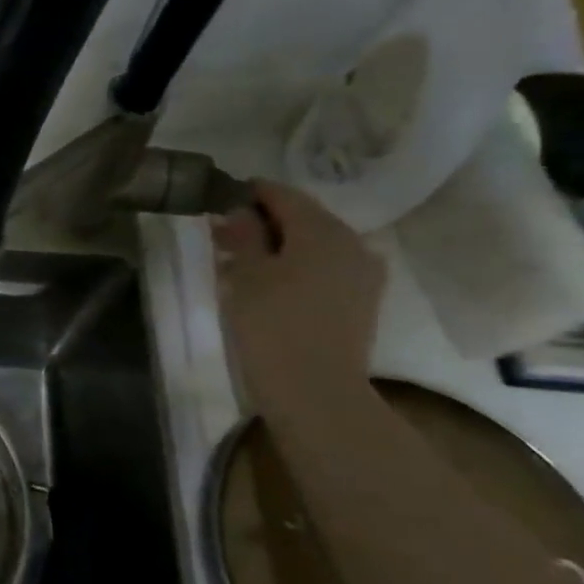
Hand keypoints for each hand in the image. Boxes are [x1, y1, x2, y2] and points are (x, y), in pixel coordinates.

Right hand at [213, 181, 385, 415]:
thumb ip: (243, 235)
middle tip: (225, 235)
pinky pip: (327, 268)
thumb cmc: (272, 324)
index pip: (282, 194)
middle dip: (264, 221)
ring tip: (243, 262)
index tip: (218, 201)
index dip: (249, 194)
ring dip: (281, 245)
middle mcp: (353, 242)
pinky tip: (271, 284)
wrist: (315, 390)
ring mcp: (364, 273)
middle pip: (303, 217)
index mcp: (322, 229)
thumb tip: (238, 211)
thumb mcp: (246, 274)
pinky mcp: (362, 300)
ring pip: (315, 244)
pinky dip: (298, 266)